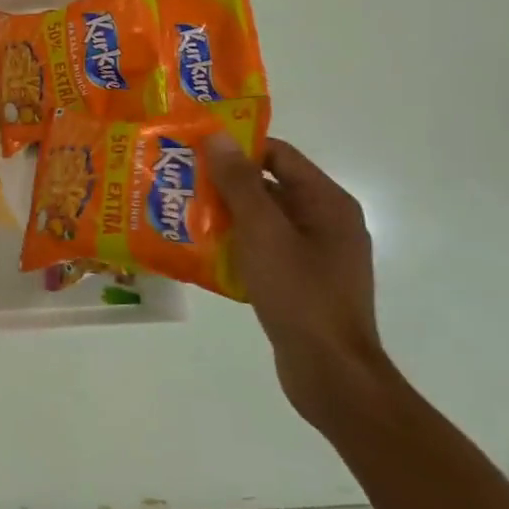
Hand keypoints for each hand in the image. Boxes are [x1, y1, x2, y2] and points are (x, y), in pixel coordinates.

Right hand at [205, 133, 388, 422]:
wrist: (331, 372)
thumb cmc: (299, 294)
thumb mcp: (264, 233)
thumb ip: (240, 184)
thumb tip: (218, 136)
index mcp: (326, 202)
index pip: (278, 154)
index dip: (236, 147)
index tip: (193, 150)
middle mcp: (325, 221)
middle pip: (269, 186)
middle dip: (223, 183)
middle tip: (177, 181)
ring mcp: (315, 254)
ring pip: (262, 220)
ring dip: (224, 216)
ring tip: (179, 214)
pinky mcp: (301, 281)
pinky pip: (263, 250)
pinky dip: (235, 246)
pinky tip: (201, 253)